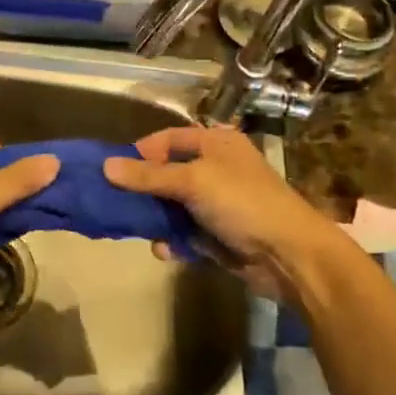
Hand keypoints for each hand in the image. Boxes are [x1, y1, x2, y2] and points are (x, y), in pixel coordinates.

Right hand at [103, 126, 336, 295]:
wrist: (289, 255)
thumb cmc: (242, 202)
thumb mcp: (192, 181)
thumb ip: (149, 176)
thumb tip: (106, 166)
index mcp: (216, 143)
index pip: (168, 139)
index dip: (141, 152)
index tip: (115, 171)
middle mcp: (216, 169)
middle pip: (168, 174)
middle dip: (144, 190)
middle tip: (117, 203)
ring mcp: (219, 204)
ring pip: (174, 207)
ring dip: (157, 220)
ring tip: (141, 230)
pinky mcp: (219, 236)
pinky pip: (186, 234)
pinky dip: (174, 242)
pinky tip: (166, 251)